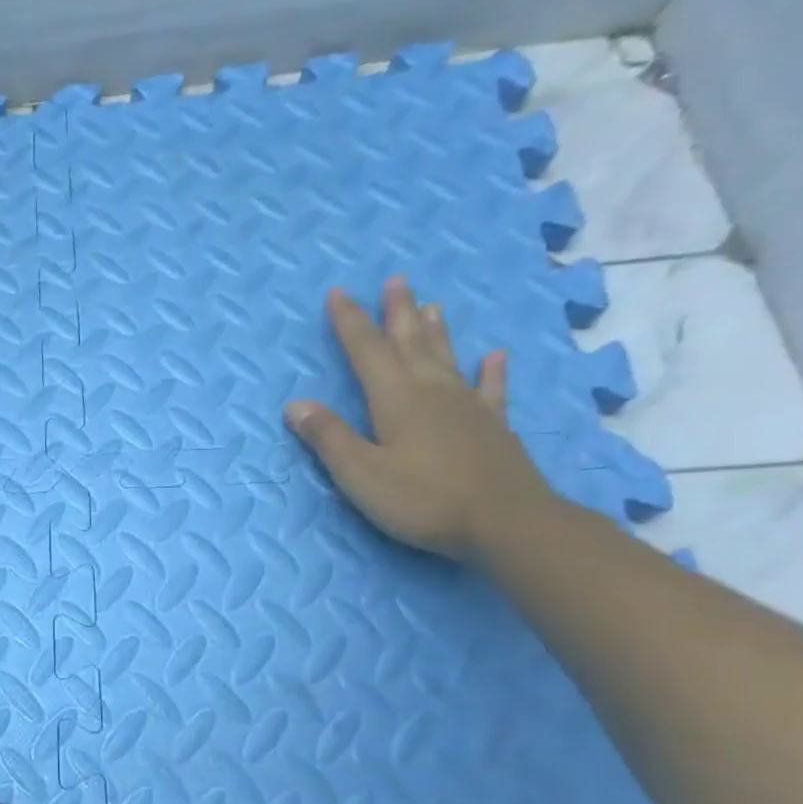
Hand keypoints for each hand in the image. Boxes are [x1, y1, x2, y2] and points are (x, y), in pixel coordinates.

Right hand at [284, 276, 557, 558]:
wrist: (505, 523)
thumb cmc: (422, 499)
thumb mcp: (360, 474)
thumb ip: (329, 438)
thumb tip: (296, 404)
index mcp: (396, 400)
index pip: (366, 353)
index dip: (350, 322)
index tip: (338, 293)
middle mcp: (432, 393)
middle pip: (410, 344)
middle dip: (397, 313)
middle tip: (395, 280)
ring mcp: (467, 407)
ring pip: (446, 359)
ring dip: (435, 331)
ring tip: (432, 305)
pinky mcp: (492, 427)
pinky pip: (490, 390)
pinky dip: (491, 371)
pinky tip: (495, 355)